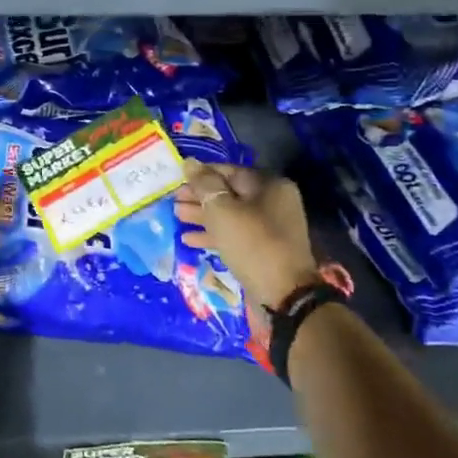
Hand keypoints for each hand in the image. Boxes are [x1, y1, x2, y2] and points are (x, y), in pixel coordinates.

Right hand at [174, 160, 317, 341]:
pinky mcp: (263, 250)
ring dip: (203, 216)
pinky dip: (213, 235)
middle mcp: (273, 202)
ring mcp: (270, 228)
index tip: (177, 180)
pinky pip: (235, 235)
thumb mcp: (222, 210)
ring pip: (230, 215)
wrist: (284, 296)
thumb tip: (189, 162)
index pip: (229, 171)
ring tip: (177, 216)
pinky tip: (189, 239)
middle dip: (200, 197)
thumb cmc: (252, 244)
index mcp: (269, 186)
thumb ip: (203, 184)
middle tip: (173, 201)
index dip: (201, 174)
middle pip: (229, 193)